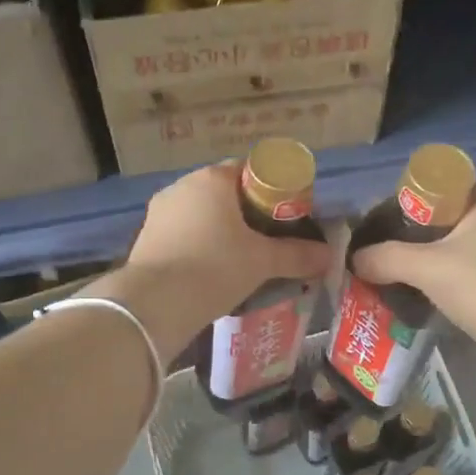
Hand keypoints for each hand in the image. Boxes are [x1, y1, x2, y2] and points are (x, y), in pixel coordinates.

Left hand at [93, 161, 333, 358]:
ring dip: (222, 231)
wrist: (154, 305)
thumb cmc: (214, 268)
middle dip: (248, 213)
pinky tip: (213, 271)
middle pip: (225, 192)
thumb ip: (296, 255)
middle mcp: (182, 186)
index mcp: (212, 179)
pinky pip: (183, 234)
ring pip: (202, 214)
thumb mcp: (262, 262)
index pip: (250, 170)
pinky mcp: (146, 239)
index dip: (273, 190)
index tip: (286, 216)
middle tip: (270, 240)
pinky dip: (200, 246)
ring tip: (243, 260)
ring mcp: (160, 212)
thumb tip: (328, 256)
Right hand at [353, 190, 475, 342]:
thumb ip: (386, 257)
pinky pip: (459, 276)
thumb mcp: (426, 266)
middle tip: (378, 251)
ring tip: (387, 274)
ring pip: (450, 252)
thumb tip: (354, 259)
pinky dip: (438, 283)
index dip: (407, 202)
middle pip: (441, 223)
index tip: (381, 223)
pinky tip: (413, 295)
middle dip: (409, 238)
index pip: (439, 189)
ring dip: (422, 263)